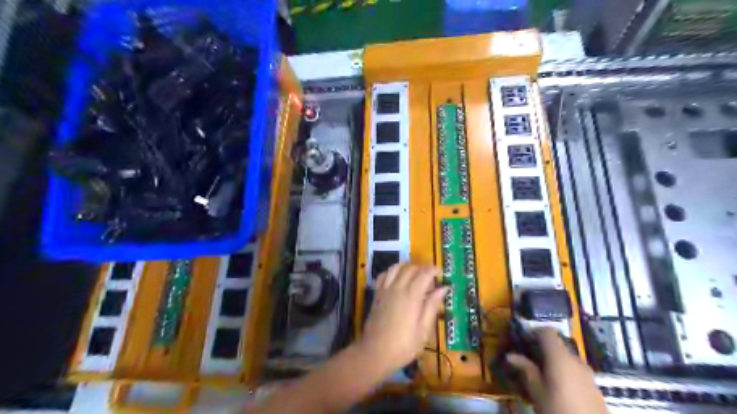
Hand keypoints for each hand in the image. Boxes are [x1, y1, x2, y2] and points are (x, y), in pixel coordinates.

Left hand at [356, 266, 442, 374]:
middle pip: (410, 268)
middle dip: (422, 268)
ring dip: (407, 267)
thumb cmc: (403, 346)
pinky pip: (384, 275)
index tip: (441, 273)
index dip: (434, 270)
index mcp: (411, 296)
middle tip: (430, 278)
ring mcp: (385, 290)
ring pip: (396, 267)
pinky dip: (392, 272)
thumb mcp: (423, 330)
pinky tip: (397, 279)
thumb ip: (432, 306)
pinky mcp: (377, 294)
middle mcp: (397, 288)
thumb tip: (443, 289)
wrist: (375, 353)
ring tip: (415, 275)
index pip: (424, 274)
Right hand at [511, 329, 607, 412]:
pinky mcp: (593, 383)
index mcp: (559, 356)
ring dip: (552, 359)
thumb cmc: (558, 407)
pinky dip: (563, 369)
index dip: (533, 332)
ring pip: (565, 357)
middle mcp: (575, 358)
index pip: (546, 332)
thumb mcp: (537, 390)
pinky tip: (556, 385)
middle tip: (527, 358)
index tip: (521, 341)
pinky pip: (574, 368)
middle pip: (556, 344)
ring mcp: (586, 370)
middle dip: (541, 348)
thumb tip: (510, 356)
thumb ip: (525, 369)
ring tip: (540, 373)